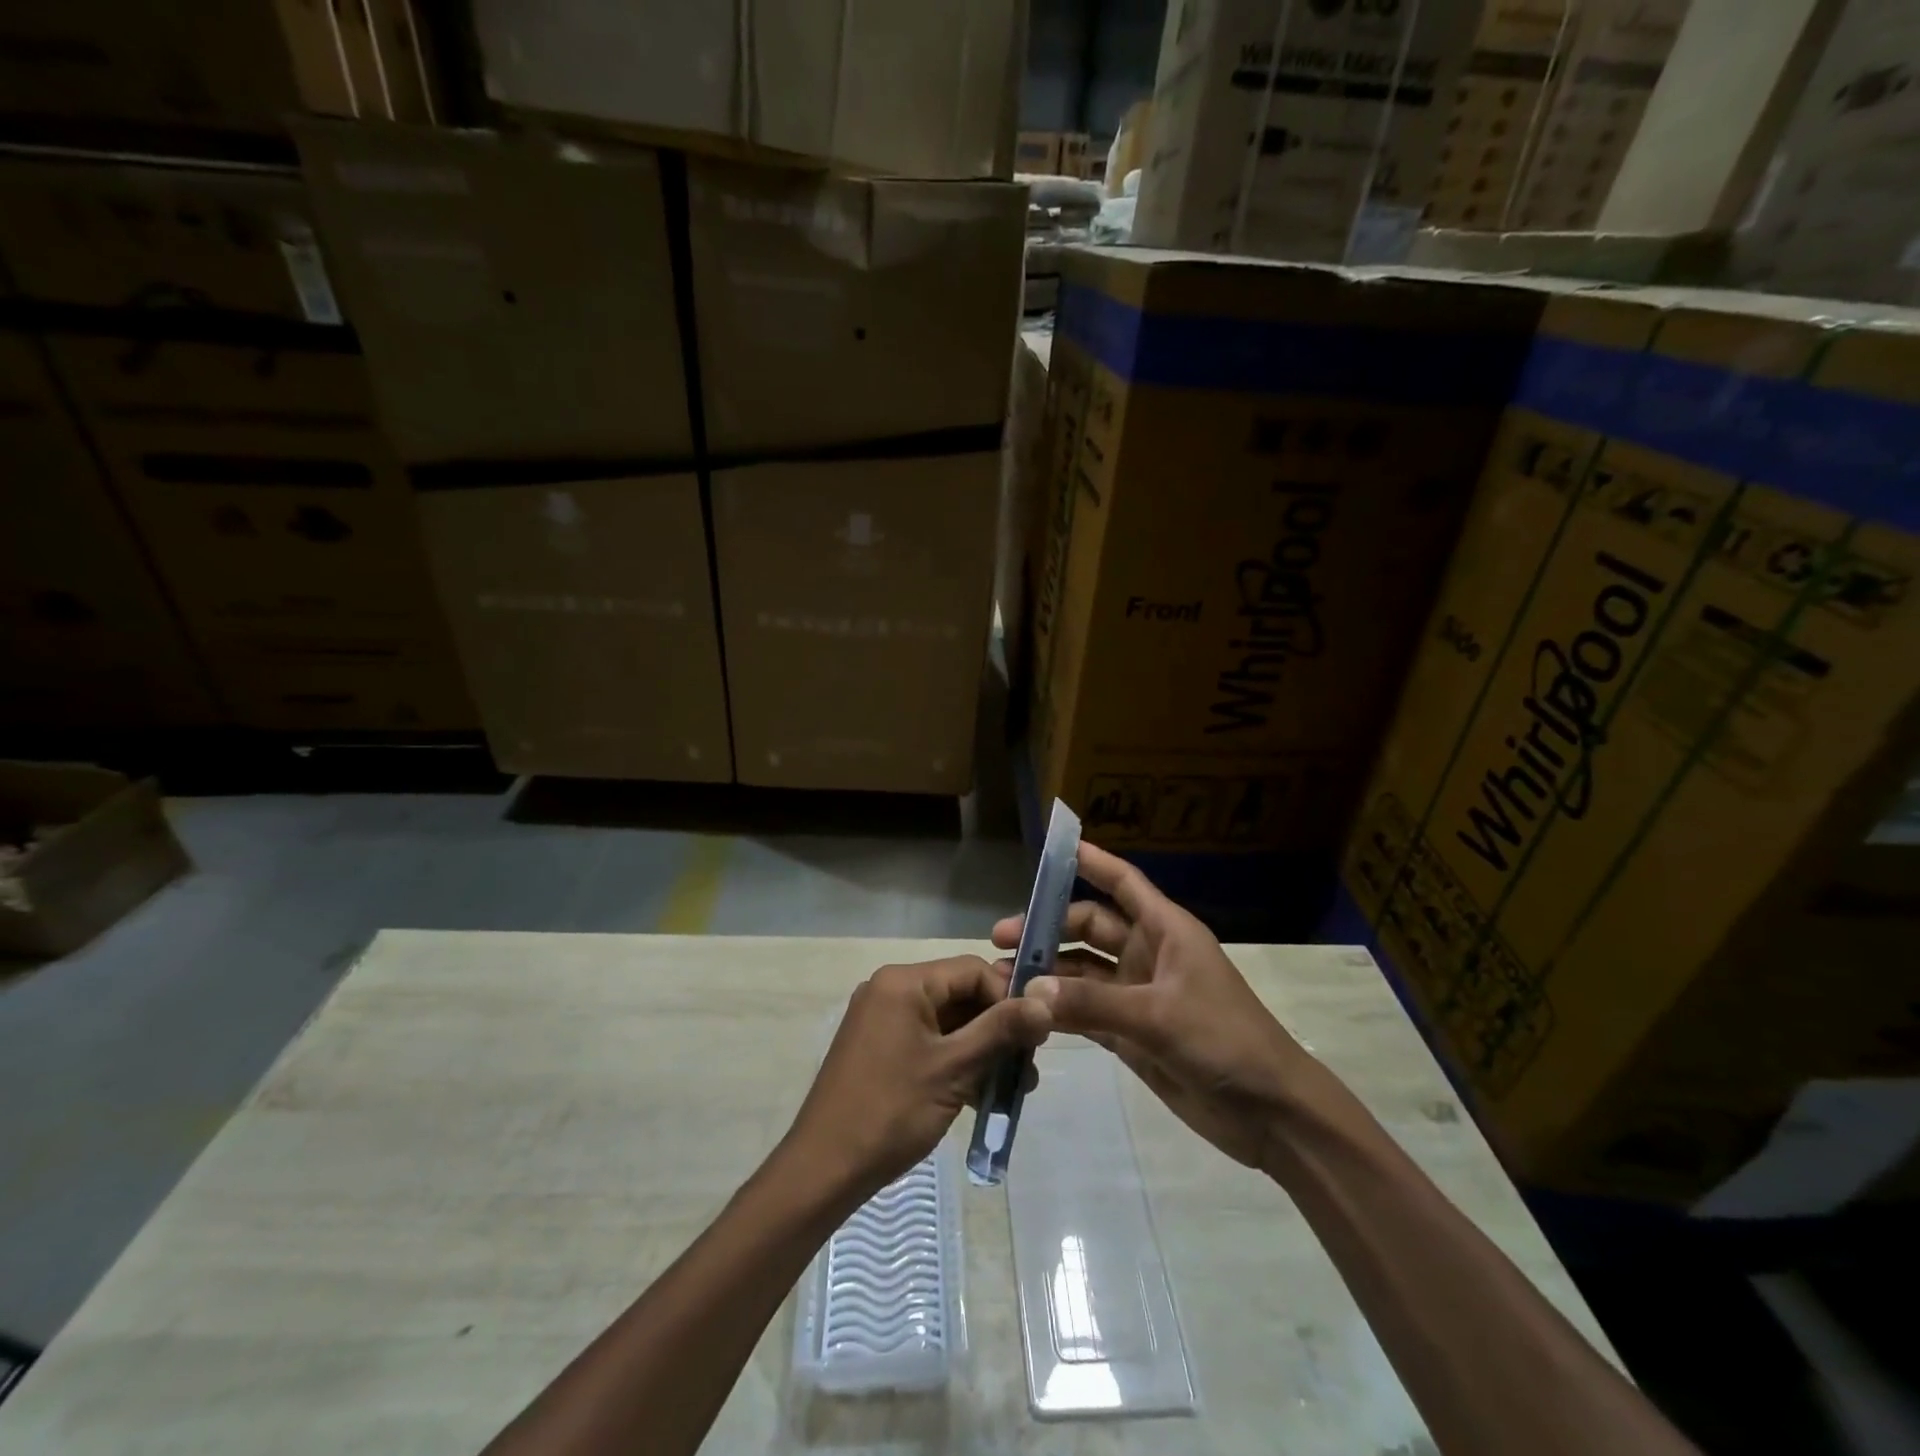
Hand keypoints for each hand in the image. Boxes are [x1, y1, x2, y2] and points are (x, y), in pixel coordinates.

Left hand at [782, 956, 1051, 1202]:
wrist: (824, 1169)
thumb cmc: (891, 1111)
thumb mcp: (954, 1069)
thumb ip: (1001, 1031)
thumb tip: (1046, 1000)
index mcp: (903, 982)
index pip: (972, 970)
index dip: (1008, 998)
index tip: (1035, 1036)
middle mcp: (891, 990)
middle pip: (960, 994)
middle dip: (998, 1028)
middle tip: (1029, 1065)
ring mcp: (883, 1020)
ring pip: (948, 1022)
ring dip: (982, 1049)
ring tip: (1015, 1088)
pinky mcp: (881, 1048)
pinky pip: (930, 1041)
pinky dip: (957, 1061)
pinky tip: (984, 1094)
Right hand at [992, 843, 1317, 1169]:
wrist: (1270, 1112)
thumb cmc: (1224, 1040)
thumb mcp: (1157, 1015)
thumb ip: (1092, 1004)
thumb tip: (1029, 990)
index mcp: (1165, 931)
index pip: (1123, 883)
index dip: (1091, 861)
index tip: (1051, 848)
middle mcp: (1148, 955)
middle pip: (1090, 927)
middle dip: (1048, 928)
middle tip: (1000, 938)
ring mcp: (1137, 995)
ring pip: (1082, 971)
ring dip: (1047, 972)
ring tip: (1001, 976)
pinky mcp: (1130, 1033)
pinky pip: (1085, 1012)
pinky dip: (1057, 1010)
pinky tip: (1024, 1012)